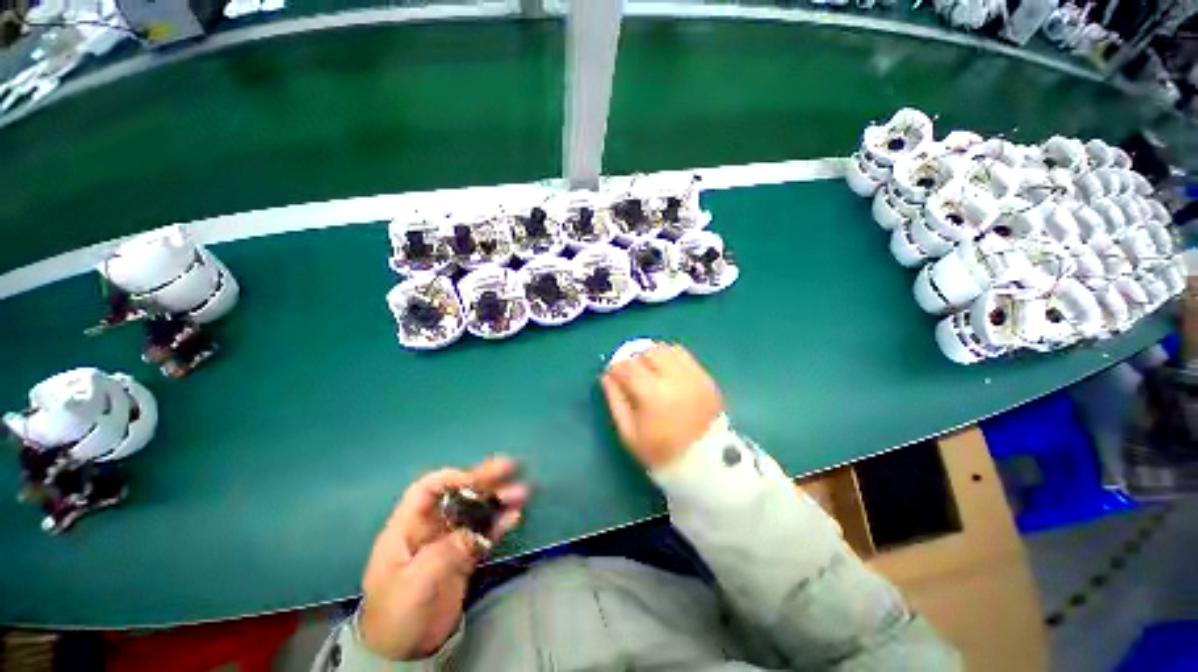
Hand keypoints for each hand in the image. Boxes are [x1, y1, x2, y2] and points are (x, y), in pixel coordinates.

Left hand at [359, 457, 527, 659]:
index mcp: (407, 528)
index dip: (451, 479)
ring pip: (475, 511)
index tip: (476, 479)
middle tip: (510, 467)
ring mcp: (449, 540)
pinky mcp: (464, 555)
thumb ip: (442, 554)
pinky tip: (515, 516)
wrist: (405, 652)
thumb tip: (472, 531)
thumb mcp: (414, 585)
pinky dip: (499, 523)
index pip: (427, 490)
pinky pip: (484, 533)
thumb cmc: (396, 615)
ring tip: (521, 492)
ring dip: (498, 500)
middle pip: (457, 495)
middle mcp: (430, 527)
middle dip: (483, 480)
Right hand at [601, 343, 723, 468]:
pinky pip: (686, 356)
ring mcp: (695, 377)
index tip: (613, 375)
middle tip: (633, 374)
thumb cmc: (660, 452)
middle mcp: (676, 379)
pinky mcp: (707, 379)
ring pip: (668, 349)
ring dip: (654, 356)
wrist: (704, 464)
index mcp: (654, 395)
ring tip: (651, 371)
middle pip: (649, 352)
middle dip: (636, 359)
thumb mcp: (629, 433)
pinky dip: (672, 358)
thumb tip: (606, 376)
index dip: (615, 368)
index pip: (627, 367)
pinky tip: (668, 372)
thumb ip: (615, 401)